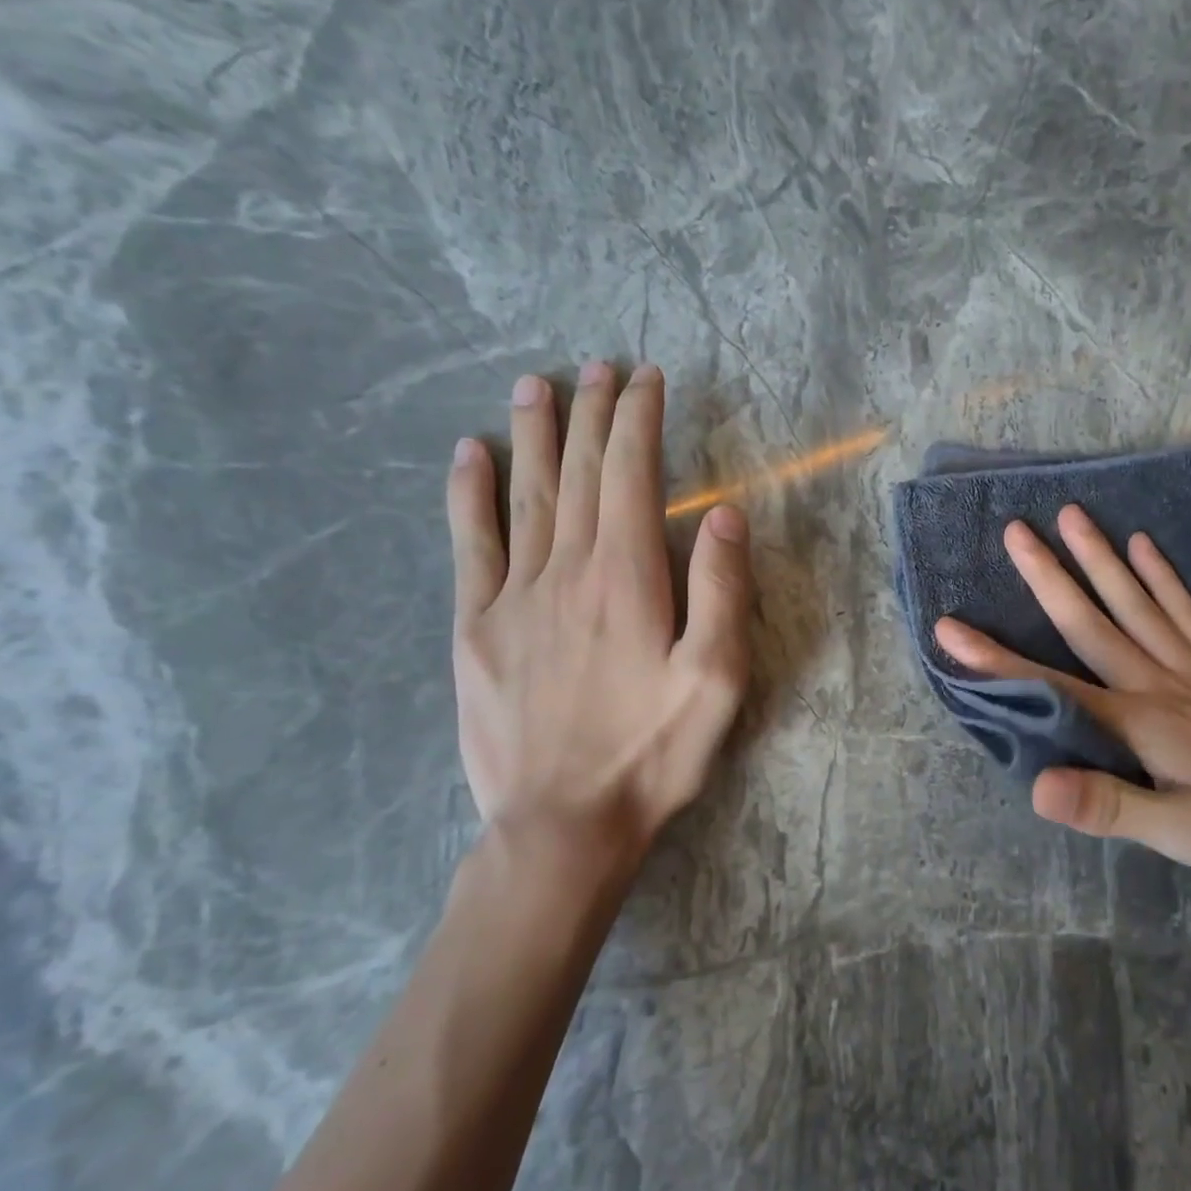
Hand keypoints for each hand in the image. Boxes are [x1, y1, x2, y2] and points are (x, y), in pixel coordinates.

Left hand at [446, 363, 752, 889]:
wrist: (563, 823)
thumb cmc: (654, 752)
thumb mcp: (717, 679)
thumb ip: (721, 592)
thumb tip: (723, 514)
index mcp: (626, 579)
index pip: (630, 476)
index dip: (638, 421)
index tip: (647, 379)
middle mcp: (565, 571)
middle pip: (576, 473)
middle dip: (591, 414)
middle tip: (598, 367)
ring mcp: (512, 598)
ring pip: (523, 495)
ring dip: (533, 435)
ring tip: (537, 385)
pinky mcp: (475, 629)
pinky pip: (469, 545)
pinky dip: (468, 495)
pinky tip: (467, 456)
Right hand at [933, 505, 1190, 898]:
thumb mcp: (1183, 836)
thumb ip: (1110, 805)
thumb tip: (1037, 783)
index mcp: (1141, 722)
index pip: (1052, 685)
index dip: (996, 660)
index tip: (950, 628)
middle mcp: (1162, 682)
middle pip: (1094, 620)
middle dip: (1049, 576)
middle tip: (1016, 530)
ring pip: (1138, 602)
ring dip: (1101, 559)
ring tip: (1073, 515)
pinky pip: (1188, 613)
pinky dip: (1164, 577)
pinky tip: (1147, 548)